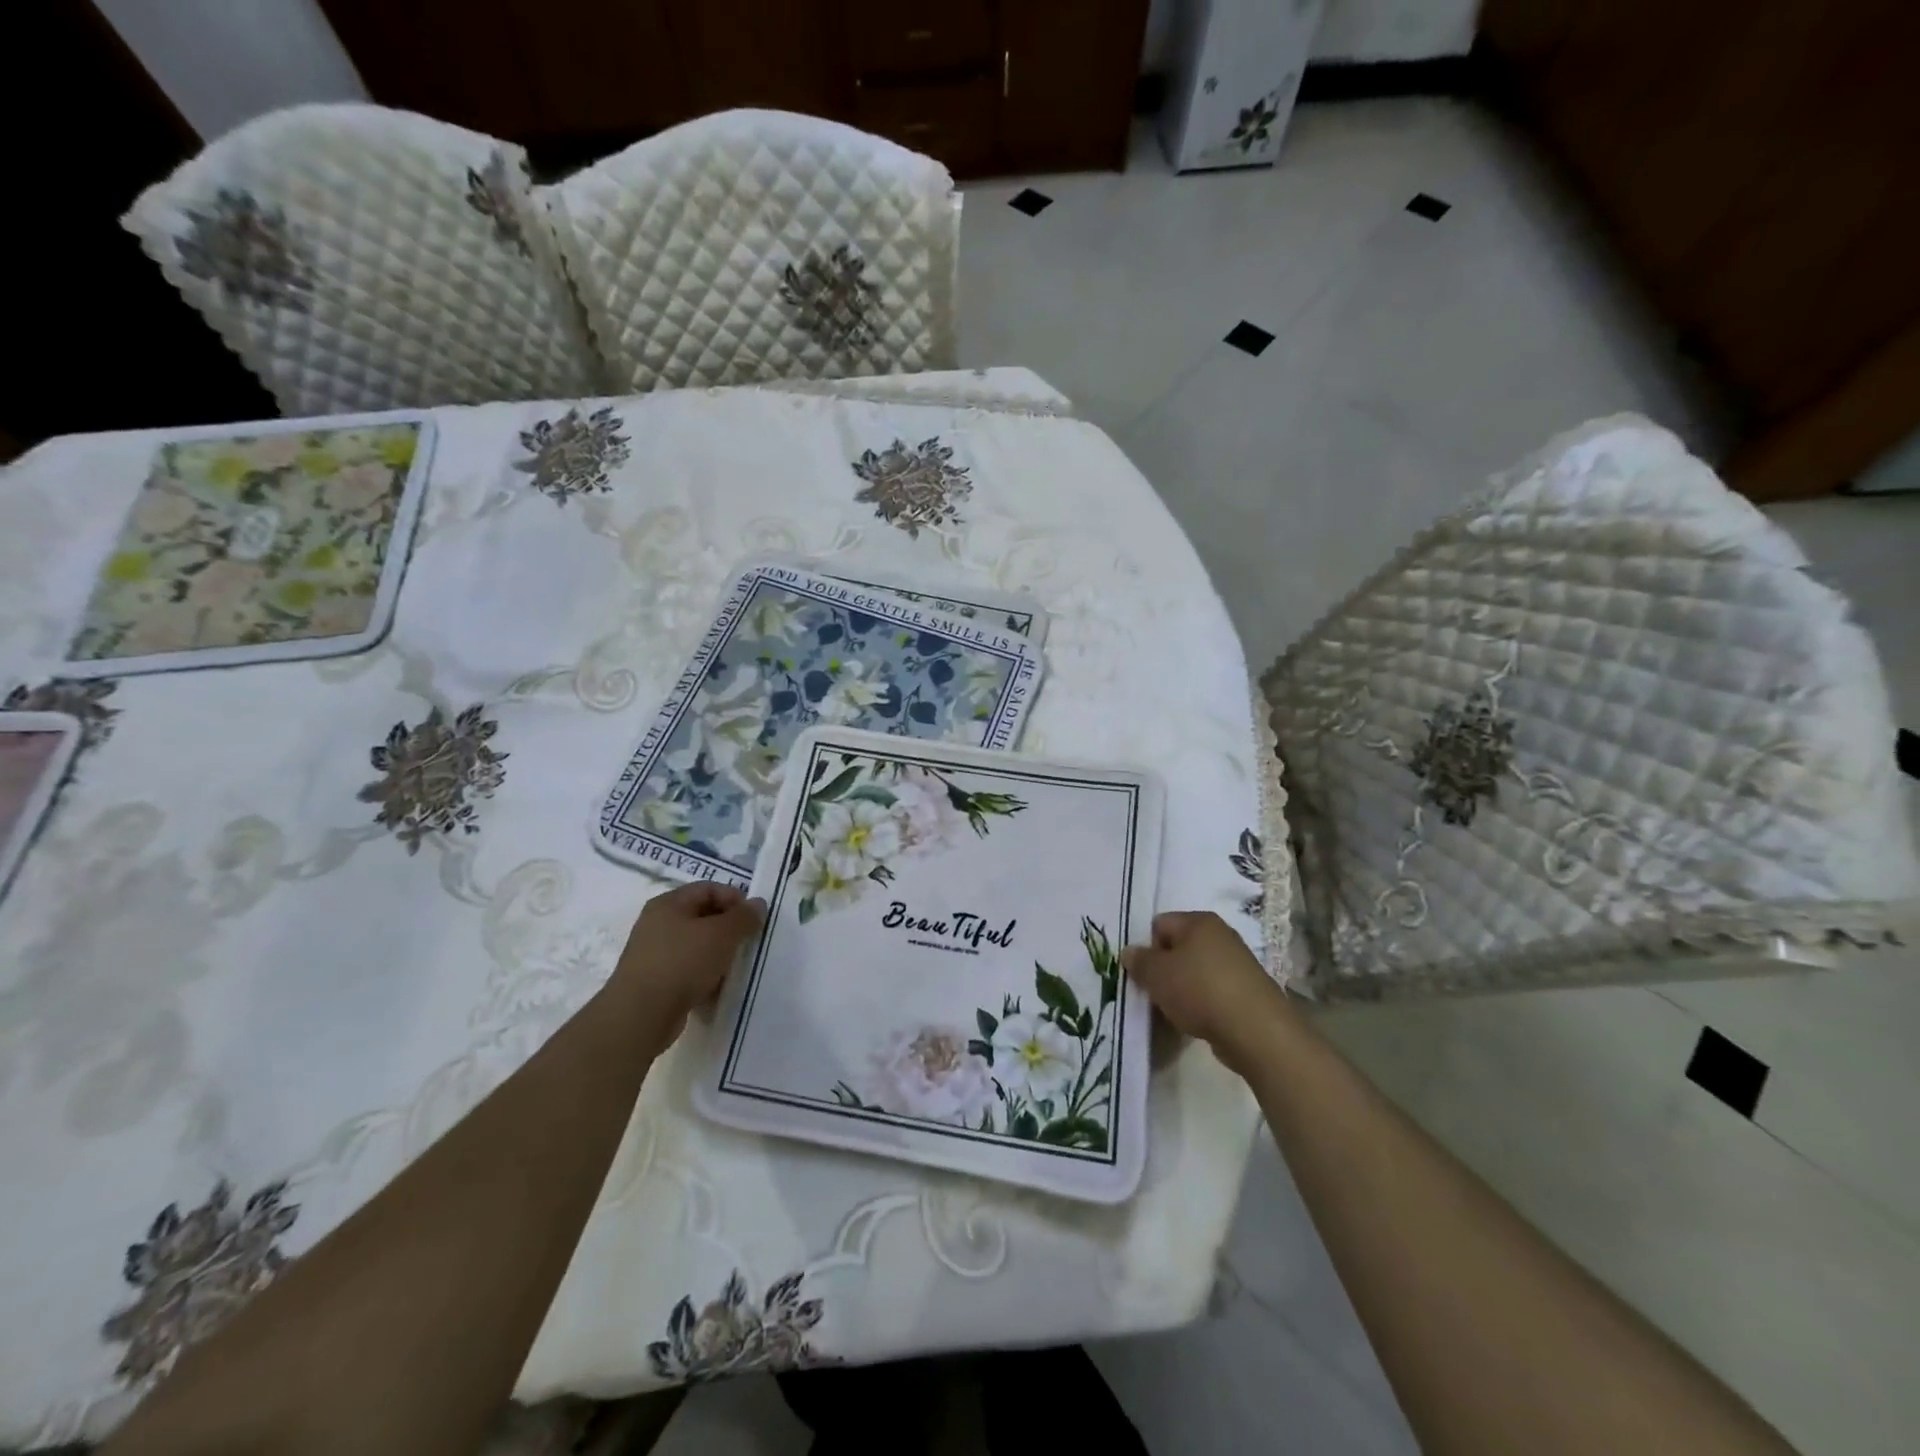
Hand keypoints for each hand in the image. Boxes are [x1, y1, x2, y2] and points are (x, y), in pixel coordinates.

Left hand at [610, 882, 765, 1050]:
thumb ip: (744, 917)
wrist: (640, 1016)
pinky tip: (716, 990)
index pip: (708, 889)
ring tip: (734, 969)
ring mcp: (654, 954)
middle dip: (729, 929)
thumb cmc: (682, 963)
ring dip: (719, 955)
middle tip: (748, 943)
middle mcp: (658, 924)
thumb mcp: (721, 934)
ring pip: (697, 946)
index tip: (754, 919)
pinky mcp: (655, 982)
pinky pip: (688, 971)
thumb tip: (758, 904)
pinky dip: (705, 977)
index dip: (735, 899)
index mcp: (669, 904)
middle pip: (703, 917)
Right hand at [1122, 911, 1288, 1069]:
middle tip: (1158, 993)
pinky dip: (1205, 1003)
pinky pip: (1215, 990)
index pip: (1160, 924)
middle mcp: (1221, 934)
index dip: (1148, 948)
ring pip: (1197, 971)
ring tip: (1179, 1011)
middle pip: (1179, 947)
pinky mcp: (1249, 990)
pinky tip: (1201, 1021)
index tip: (1146, 975)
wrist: (1256, 1030)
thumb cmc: (1199, 991)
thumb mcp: (1157, 975)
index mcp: (1199, 921)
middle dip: (1166, 969)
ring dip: (1184, 988)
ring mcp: (1239, 963)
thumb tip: (1130, 952)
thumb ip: (1139, 961)